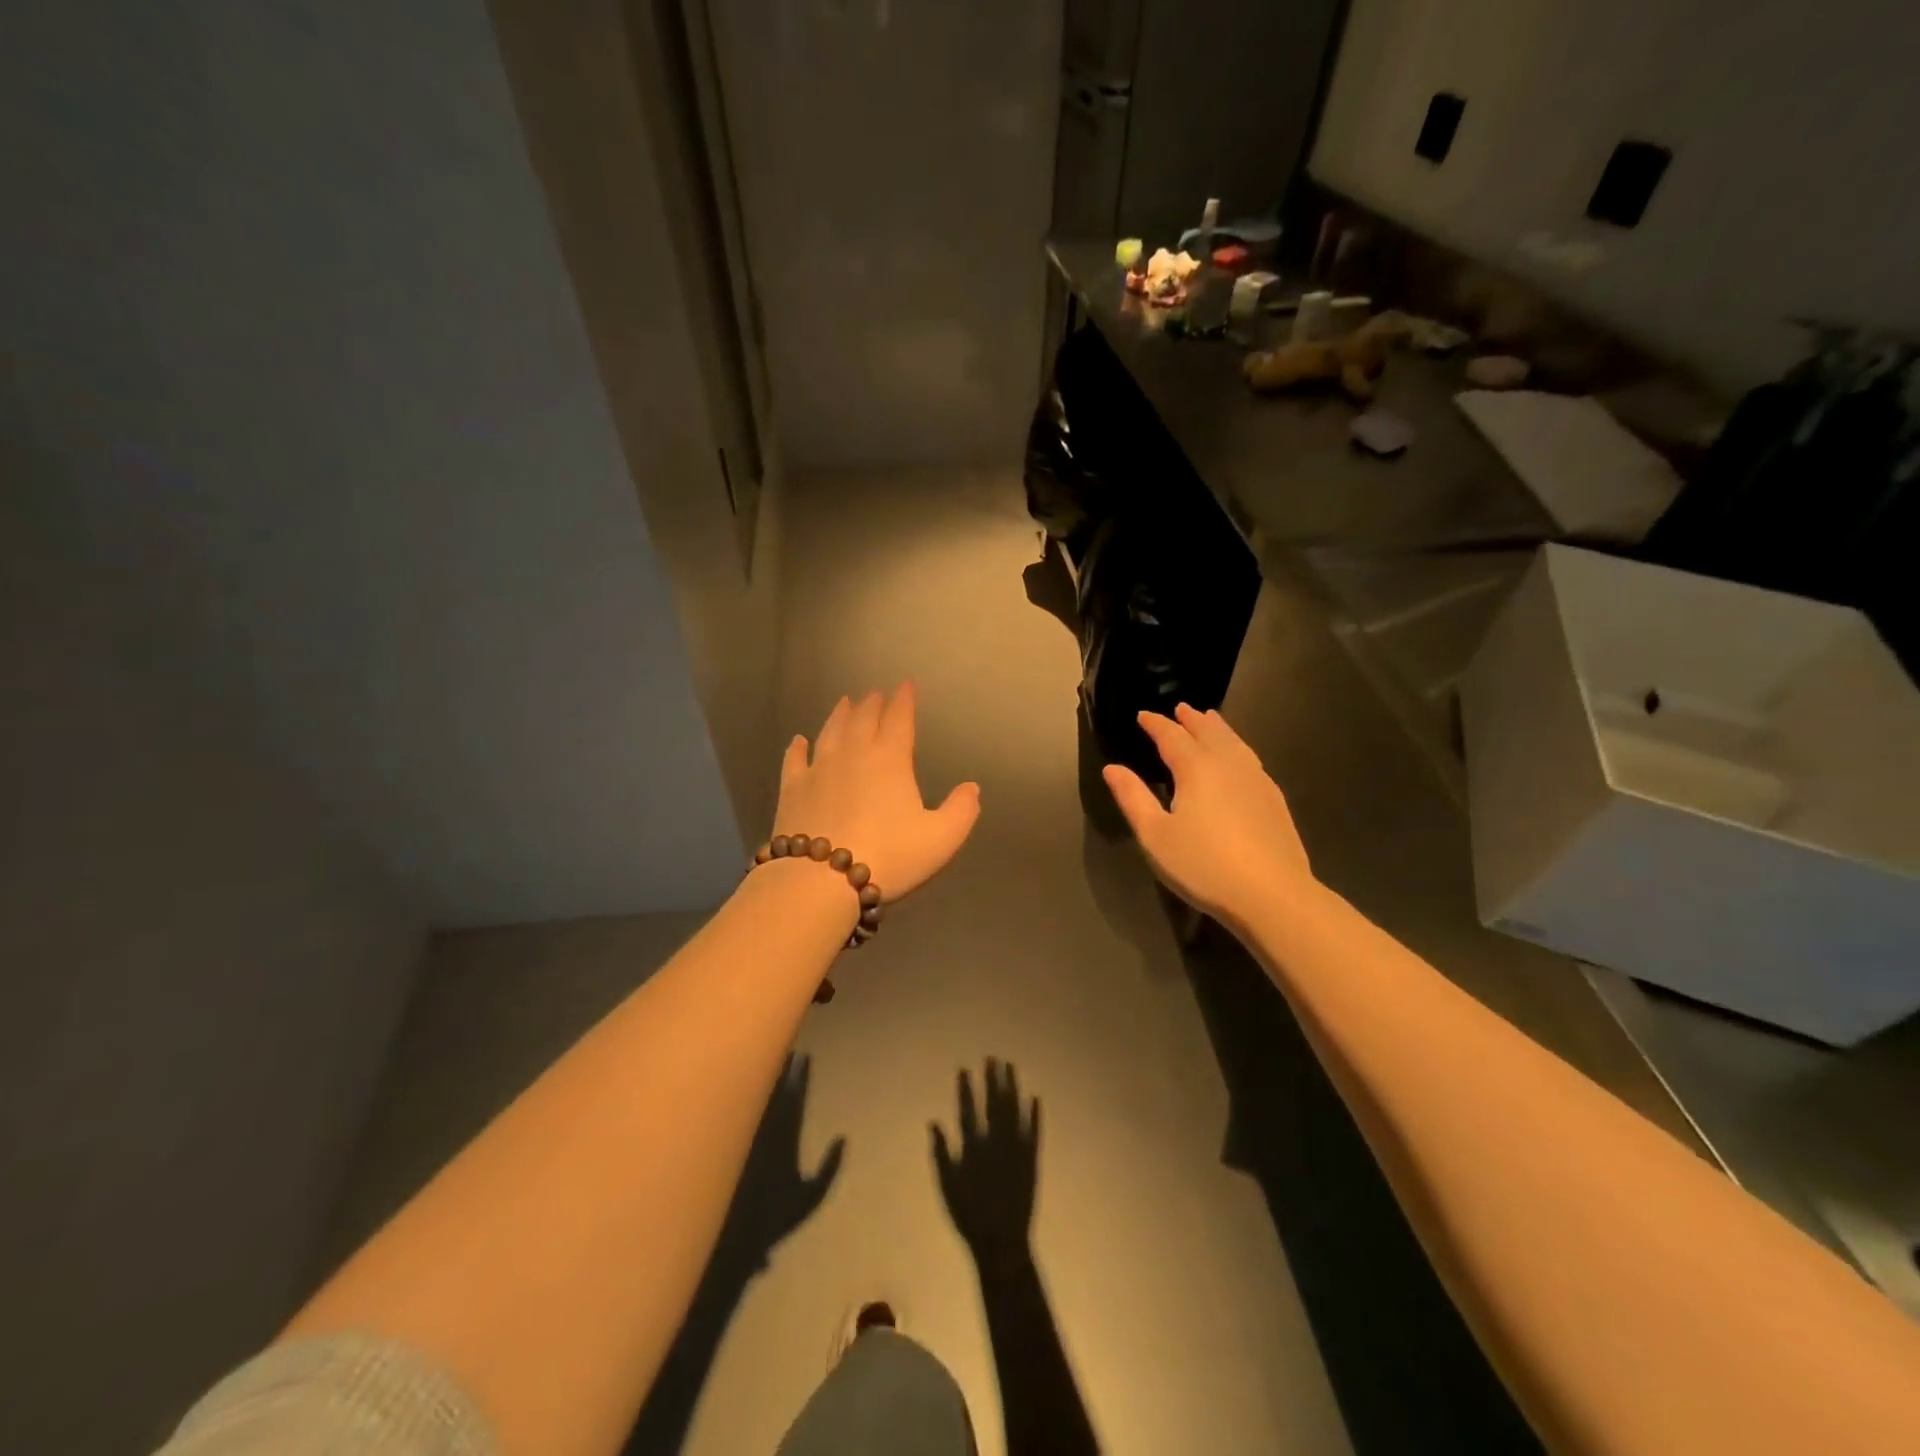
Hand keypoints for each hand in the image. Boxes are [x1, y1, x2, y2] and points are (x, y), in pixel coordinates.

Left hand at [715, 1054, 843, 1274]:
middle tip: (784, 1047)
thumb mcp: (811, 1197)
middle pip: (774, 1088)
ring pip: (754, 1096)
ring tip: (763, 1058)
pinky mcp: (730, 1145)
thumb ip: (829, 1168)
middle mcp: (766, 1128)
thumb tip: (842, 1138)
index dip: (801, 1075)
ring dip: (760, 1077)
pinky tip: (740, 1086)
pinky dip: (740, 1095)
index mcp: (787, 1135)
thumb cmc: (775, 1219)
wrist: (730, 1239)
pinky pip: (736, 1111)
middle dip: (781, 1067)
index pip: (796, 1096)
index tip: (805, 1055)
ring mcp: (746, 1134)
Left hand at [774, 683, 979, 901]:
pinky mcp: (792, 789)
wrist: (821, 880)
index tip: (906, 685)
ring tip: (844, 703)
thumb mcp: (941, 839)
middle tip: (875, 693)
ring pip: (830, 732)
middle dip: (872, 704)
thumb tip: (972, 787)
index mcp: (890, 760)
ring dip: (839, 715)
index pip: (899, 720)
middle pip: (863, 719)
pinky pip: (795, 760)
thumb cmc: (889, 856)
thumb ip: (961, 811)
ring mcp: (819, 769)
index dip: (904, 701)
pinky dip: (797, 748)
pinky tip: (798, 741)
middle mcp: (853, 754)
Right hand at [931, 1060, 1038, 1263]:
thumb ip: (941, 1152)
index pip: (967, 1110)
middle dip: (992, 1079)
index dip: (966, 1088)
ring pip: (1015, 1111)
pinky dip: (1034, 1115)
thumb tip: (933, 1122)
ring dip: (1012, 1088)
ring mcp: (1015, 1150)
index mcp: (973, 1148)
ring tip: (1011, 1067)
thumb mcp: (946, 1185)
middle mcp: (995, 1143)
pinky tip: (1035, 1097)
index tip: (964, 1068)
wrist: (1001, 1243)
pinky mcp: (1032, 1161)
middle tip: (992, 1058)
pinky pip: (1034, 1132)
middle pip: (994, 1104)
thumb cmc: (969, 1216)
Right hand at [1102, 703, 1314, 925]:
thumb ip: (1133, 798)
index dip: (1155, 723)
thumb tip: (1112, 768)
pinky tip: (1238, 759)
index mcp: (1196, 768)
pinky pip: (1250, 758)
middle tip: (1180, 708)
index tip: (1142, 715)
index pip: (1172, 736)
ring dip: (1218, 728)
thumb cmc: (1203, 865)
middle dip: (1191, 719)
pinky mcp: (1274, 799)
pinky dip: (1237, 747)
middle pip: (1208, 732)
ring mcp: (1257, 780)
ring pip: (1235, 742)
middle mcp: (1228, 764)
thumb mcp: (1155, 835)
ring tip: (1210, 720)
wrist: (1272, 895)